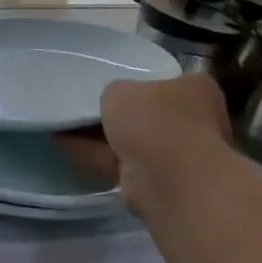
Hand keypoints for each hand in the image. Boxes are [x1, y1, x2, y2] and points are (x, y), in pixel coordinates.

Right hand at [55, 73, 230, 216]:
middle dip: (123, 113)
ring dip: (103, 136)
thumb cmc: (154, 119)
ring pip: (135, 141)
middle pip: (152, 114)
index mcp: (198, 90)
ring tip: (65, 120)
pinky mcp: (157, 183)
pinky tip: (63, 141)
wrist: (166, 178)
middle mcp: (195, 123)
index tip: (117, 82)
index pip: (170, 80)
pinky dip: (94, 154)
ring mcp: (178, 156)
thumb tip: (117, 103)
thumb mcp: (122, 89)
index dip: (143, 80)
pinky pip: (120, 162)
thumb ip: (117, 92)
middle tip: (88, 102)